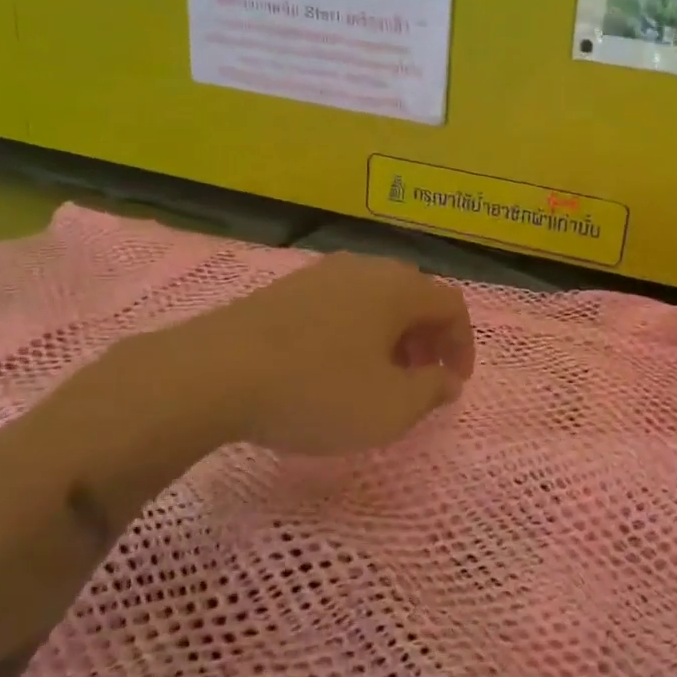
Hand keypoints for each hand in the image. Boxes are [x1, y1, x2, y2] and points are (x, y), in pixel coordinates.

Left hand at [114, 252, 475, 461]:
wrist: (214, 373)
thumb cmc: (318, 390)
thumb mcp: (390, 407)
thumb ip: (430, 392)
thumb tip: (447, 380)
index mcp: (399, 288)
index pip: (452, 305)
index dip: (462, 344)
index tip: (454, 383)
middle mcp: (365, 268)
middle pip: (414, 296)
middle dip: (426, 338)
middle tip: (420, 378)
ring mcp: (320, 273)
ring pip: (374, 298)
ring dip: (390, 334)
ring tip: (377, 374)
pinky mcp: (285, 288)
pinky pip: (339, 303)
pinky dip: (354, 330)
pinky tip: (331, 364)